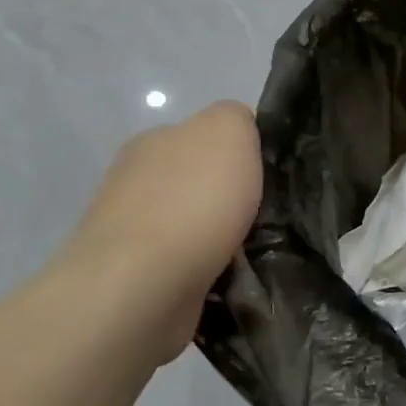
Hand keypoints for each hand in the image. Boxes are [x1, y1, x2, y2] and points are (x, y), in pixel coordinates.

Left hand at [58, 100, 261, 363]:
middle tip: (270, 218)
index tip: (272, 178)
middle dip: (233, 199)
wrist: (142, 287)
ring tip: (259, 256)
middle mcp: (137, 181)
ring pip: (196, 227)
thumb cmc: (192, 202)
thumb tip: (241, 134)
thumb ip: (236, 118)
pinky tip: (233, 281)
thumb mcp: (228, 131)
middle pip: (202, 182)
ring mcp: (133, 233)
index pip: (207, 137)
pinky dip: (211, 272)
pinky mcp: (138, 279)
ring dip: (224, 239)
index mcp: (156, 141)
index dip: (243, 154)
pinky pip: (189, 267)